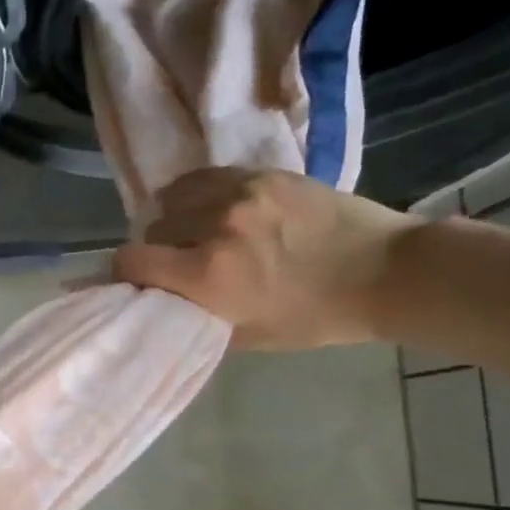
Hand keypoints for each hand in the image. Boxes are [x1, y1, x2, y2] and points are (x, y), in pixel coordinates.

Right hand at [112, 168, 417, 349]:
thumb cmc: (315, 317)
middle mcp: (214, 227)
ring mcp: (239, 193)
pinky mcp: (262, 173)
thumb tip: (163, 303)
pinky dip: (198, 193)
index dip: (124, 271)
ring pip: (175, 196)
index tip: (136, 279)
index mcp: (208, 275)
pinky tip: (213, 207)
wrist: (384, 272)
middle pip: (153, 228)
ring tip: (195, 230)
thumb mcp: (248, 336)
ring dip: (176, 216)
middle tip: (179, 262)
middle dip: (158, 247)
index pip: (132, 260)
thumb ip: (197, 317)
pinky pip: (206, 177)